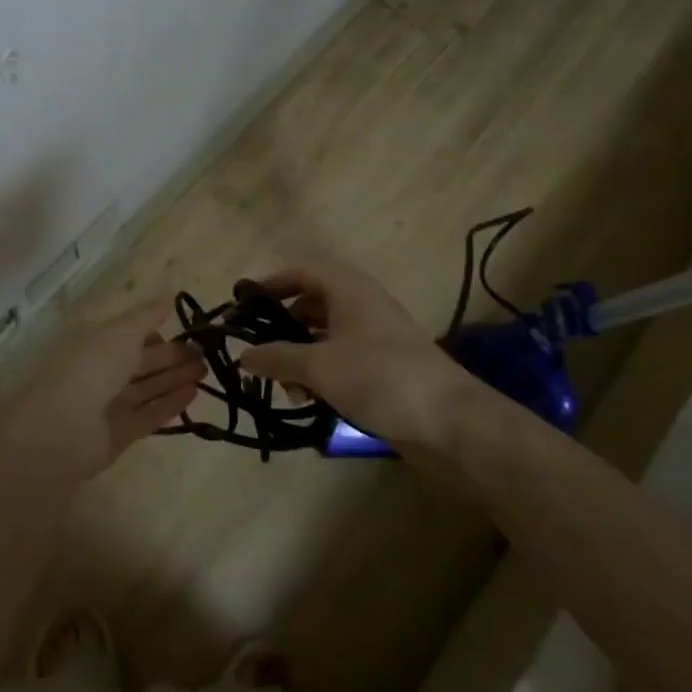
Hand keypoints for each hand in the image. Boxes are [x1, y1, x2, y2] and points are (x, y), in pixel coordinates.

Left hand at [0, 299, 204, 485]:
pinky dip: (170, 404)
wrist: (62, 430)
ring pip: (147, 388)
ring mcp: (109, 404)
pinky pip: (148, 414)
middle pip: (141, 362)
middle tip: (206, 352)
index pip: (129, 335)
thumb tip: (168, 298)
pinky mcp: (119, 434)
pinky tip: (193, 393)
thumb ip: (146, 316)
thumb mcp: (121, 332)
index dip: (156, 332)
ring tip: (206, 371)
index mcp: (96, 343)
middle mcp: (101, 372)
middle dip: (172, 356)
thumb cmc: (90, 368)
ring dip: (175, 378)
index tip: (186, 330)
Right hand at [237, 263, 470, 446]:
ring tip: (286, 388)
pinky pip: (342, 358)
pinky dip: (322, 372)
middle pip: (311, 304)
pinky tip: (311, 400)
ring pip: (325, 335)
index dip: (270, 284)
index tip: (242, 307)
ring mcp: (375, 335)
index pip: (300, 271)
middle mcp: (361, 303)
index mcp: (347, 288)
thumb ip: (277, 358)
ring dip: (301, 357)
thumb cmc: (379, 377)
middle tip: (259, 354)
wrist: (449, 419)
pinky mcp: (385, 364)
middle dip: (283, 329)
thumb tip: (244, 355)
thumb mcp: (319, 366)